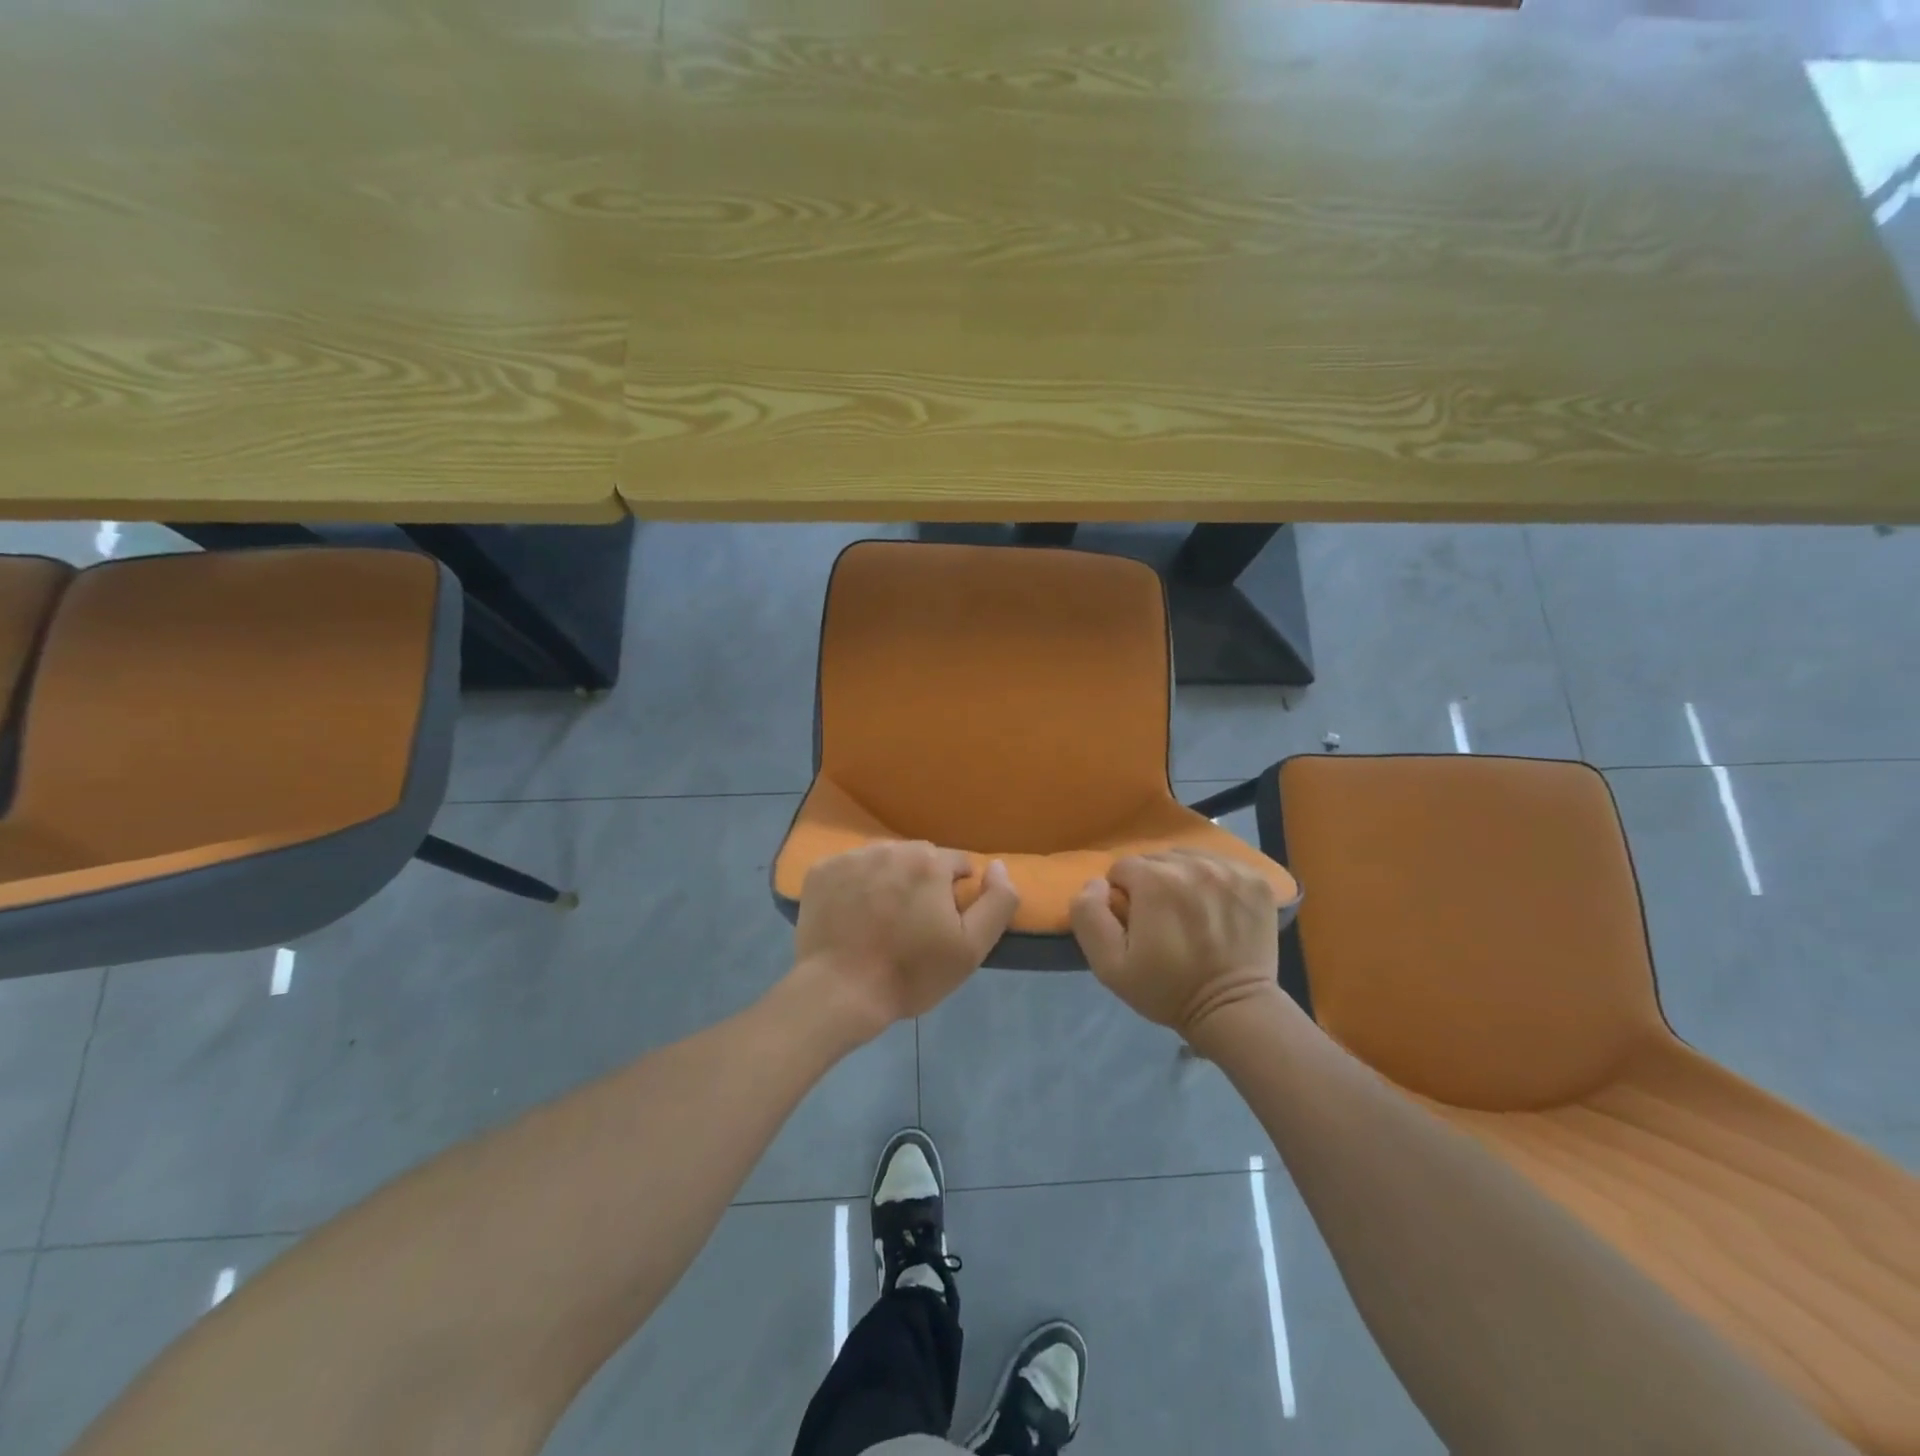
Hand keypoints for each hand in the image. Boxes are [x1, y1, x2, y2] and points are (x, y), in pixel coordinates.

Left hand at [792, 841, 1018, 1036]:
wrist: (840, 993)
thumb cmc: (911, 973)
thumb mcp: (972, 947)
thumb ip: (998, 901)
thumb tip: (998, 866)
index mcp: (929, 861)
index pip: (957, 865)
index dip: (955, 895)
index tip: (942, 925)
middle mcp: (890, 848)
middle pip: (918, 859)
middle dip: (922, 884)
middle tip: (911, 925)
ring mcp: (851, 857)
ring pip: (883, 861)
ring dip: (888, 881)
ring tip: (879, 921)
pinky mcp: (821, 870)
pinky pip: (849, 869)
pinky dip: (854, 886)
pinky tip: (851, 916)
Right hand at [1070, 850, 1280, 1036]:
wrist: (1233, 1010)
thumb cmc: (1167, 989)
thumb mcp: (1109, 964)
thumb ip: (1089, 915)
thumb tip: (1097, 882)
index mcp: (1154, 879)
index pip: (1123, 868)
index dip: (1124, 897)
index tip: (1137, 925)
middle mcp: (1192, 864)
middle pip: (1156, 860)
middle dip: (1152, 885)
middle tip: (1163, 922)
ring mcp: (1228, 869)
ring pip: (1188, 858)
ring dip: (1182, 879)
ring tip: (1190, 914)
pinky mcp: (1255, 879)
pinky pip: (1221, 865)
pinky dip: (1214, 881)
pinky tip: (1216, 910)